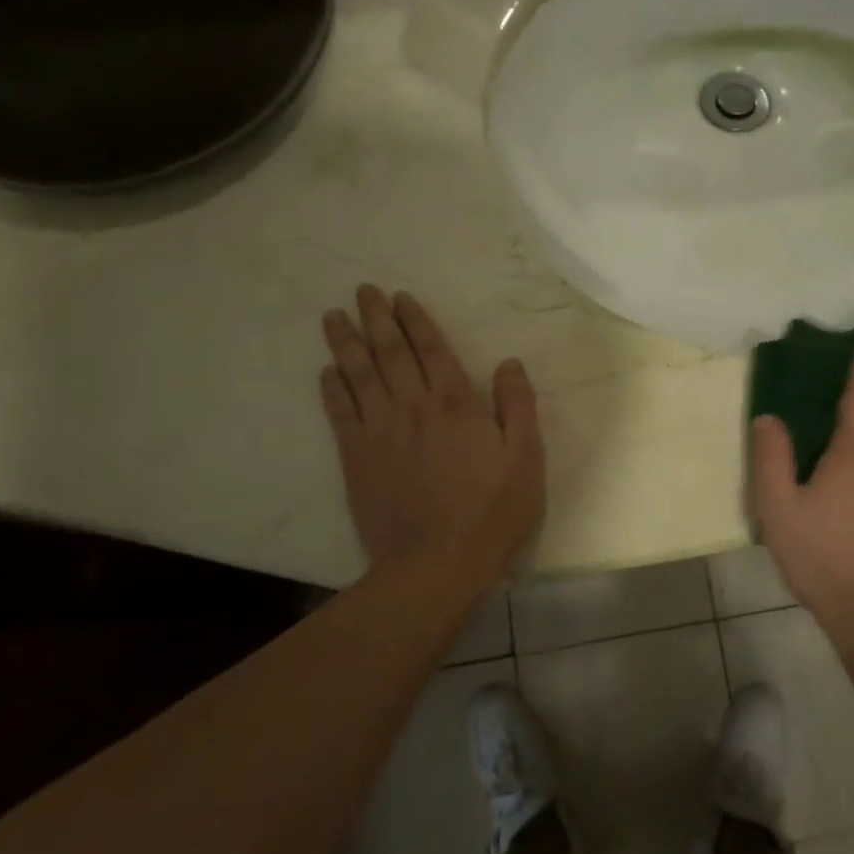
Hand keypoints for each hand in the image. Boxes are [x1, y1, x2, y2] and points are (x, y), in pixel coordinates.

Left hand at [320, 286, 544, 577]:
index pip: (431, 349)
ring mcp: (380, 431)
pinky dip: (332, 389)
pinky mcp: (356, 458)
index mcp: (455, 403)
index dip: (415, 320)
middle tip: (362, 291)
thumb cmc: (491, 511)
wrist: (437, 562)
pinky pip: (340, 413)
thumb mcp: (526, 457)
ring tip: (333, 317)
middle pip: (390, 352)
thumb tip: (509, 362)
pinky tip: (326, 371)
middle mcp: (414, 406)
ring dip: (346, 342)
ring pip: (359, 375)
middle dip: (376, 318)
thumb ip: (518, 405)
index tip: (400, 296)